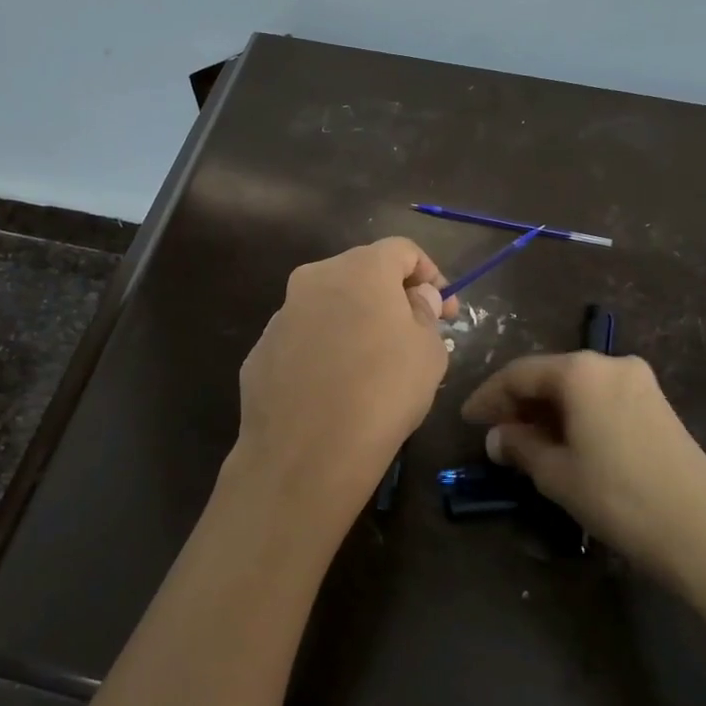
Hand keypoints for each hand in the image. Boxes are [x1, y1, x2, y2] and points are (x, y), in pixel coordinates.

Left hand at [231, 238, 456, 533]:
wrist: (306, 455)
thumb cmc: (383, 392)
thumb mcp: (429, 352)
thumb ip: (425, 313)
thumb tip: (416, 298)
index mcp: (359, 269)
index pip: (402, 250)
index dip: (430, 275)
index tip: (446, 310)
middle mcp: (313, 279)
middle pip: (361, 273)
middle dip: (391, 297)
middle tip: (413, 335)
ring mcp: (281, 316)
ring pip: (328, 306)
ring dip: (354, 323)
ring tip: (372, 367)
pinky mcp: (260, 352)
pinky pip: (303, 340)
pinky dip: (323, 351)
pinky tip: (335, 389)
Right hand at [462, 352, 705, 581]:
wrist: (699, 530)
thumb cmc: (617, 497)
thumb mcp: (556, 474)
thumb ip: (519, 447)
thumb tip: (497, 437)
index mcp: (581, 372)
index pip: (520, 374)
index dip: (489, 396)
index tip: (468, 419)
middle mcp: (610, 363)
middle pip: (550, 375)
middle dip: (519, 402)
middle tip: (494, 431)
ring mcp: (639, 380)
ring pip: (577, 386)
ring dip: (547, 408)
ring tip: (524, 440)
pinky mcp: (656, 402)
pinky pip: (602, 396)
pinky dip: (576, 412)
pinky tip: (564, 439)